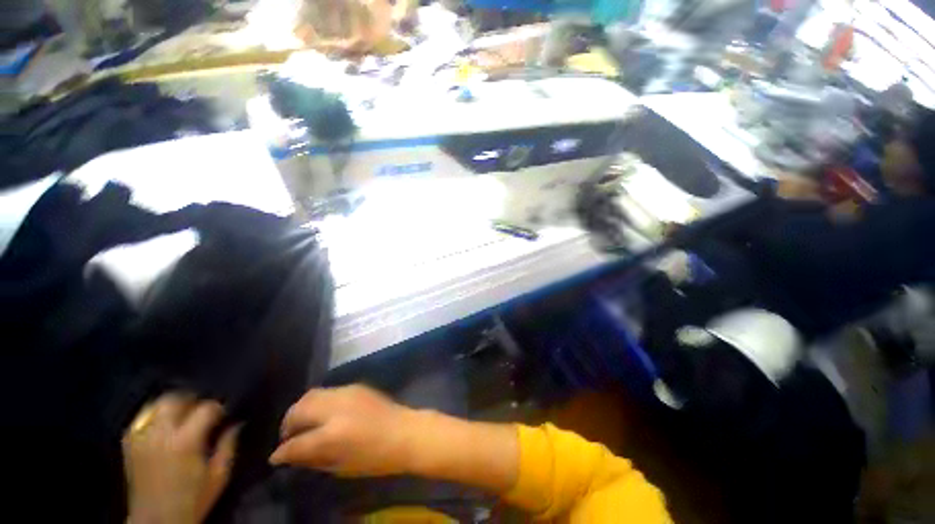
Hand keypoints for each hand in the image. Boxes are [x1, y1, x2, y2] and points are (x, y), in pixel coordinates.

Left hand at [123, 393, 239, 523]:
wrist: (157, 522)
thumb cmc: (193, 499)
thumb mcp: (219, 475)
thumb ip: (229, 445)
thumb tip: (236, 423)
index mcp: (185, 441)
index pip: (206, 408)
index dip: (219, 407)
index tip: (226, 413)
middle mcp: (160, 434)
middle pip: (174, 399)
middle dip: (192, 400)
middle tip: (203, 410)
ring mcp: (141, 438)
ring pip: (155, 405)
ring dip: (172, 406)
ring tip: (183, 415)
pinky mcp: (129, 444)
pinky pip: (141, 419)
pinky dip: (154, 417)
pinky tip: (163, 426)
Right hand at [269, 385, 417, 476]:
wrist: (405, 432)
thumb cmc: (375, 458)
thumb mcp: (340, 467)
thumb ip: (312, 459)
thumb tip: (290, 455)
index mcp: (331, 435)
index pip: (295, 443)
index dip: (281, 452)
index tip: (276, 457)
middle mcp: (336, 408)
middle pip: (299, 408)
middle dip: (288, 423)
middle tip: (288, 436)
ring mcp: (347, 393)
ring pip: (312, 394)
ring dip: (302, 409)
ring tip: (303, 423)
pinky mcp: (356, 386)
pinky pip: (329, 391)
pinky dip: (319, 402)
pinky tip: (323, 414)